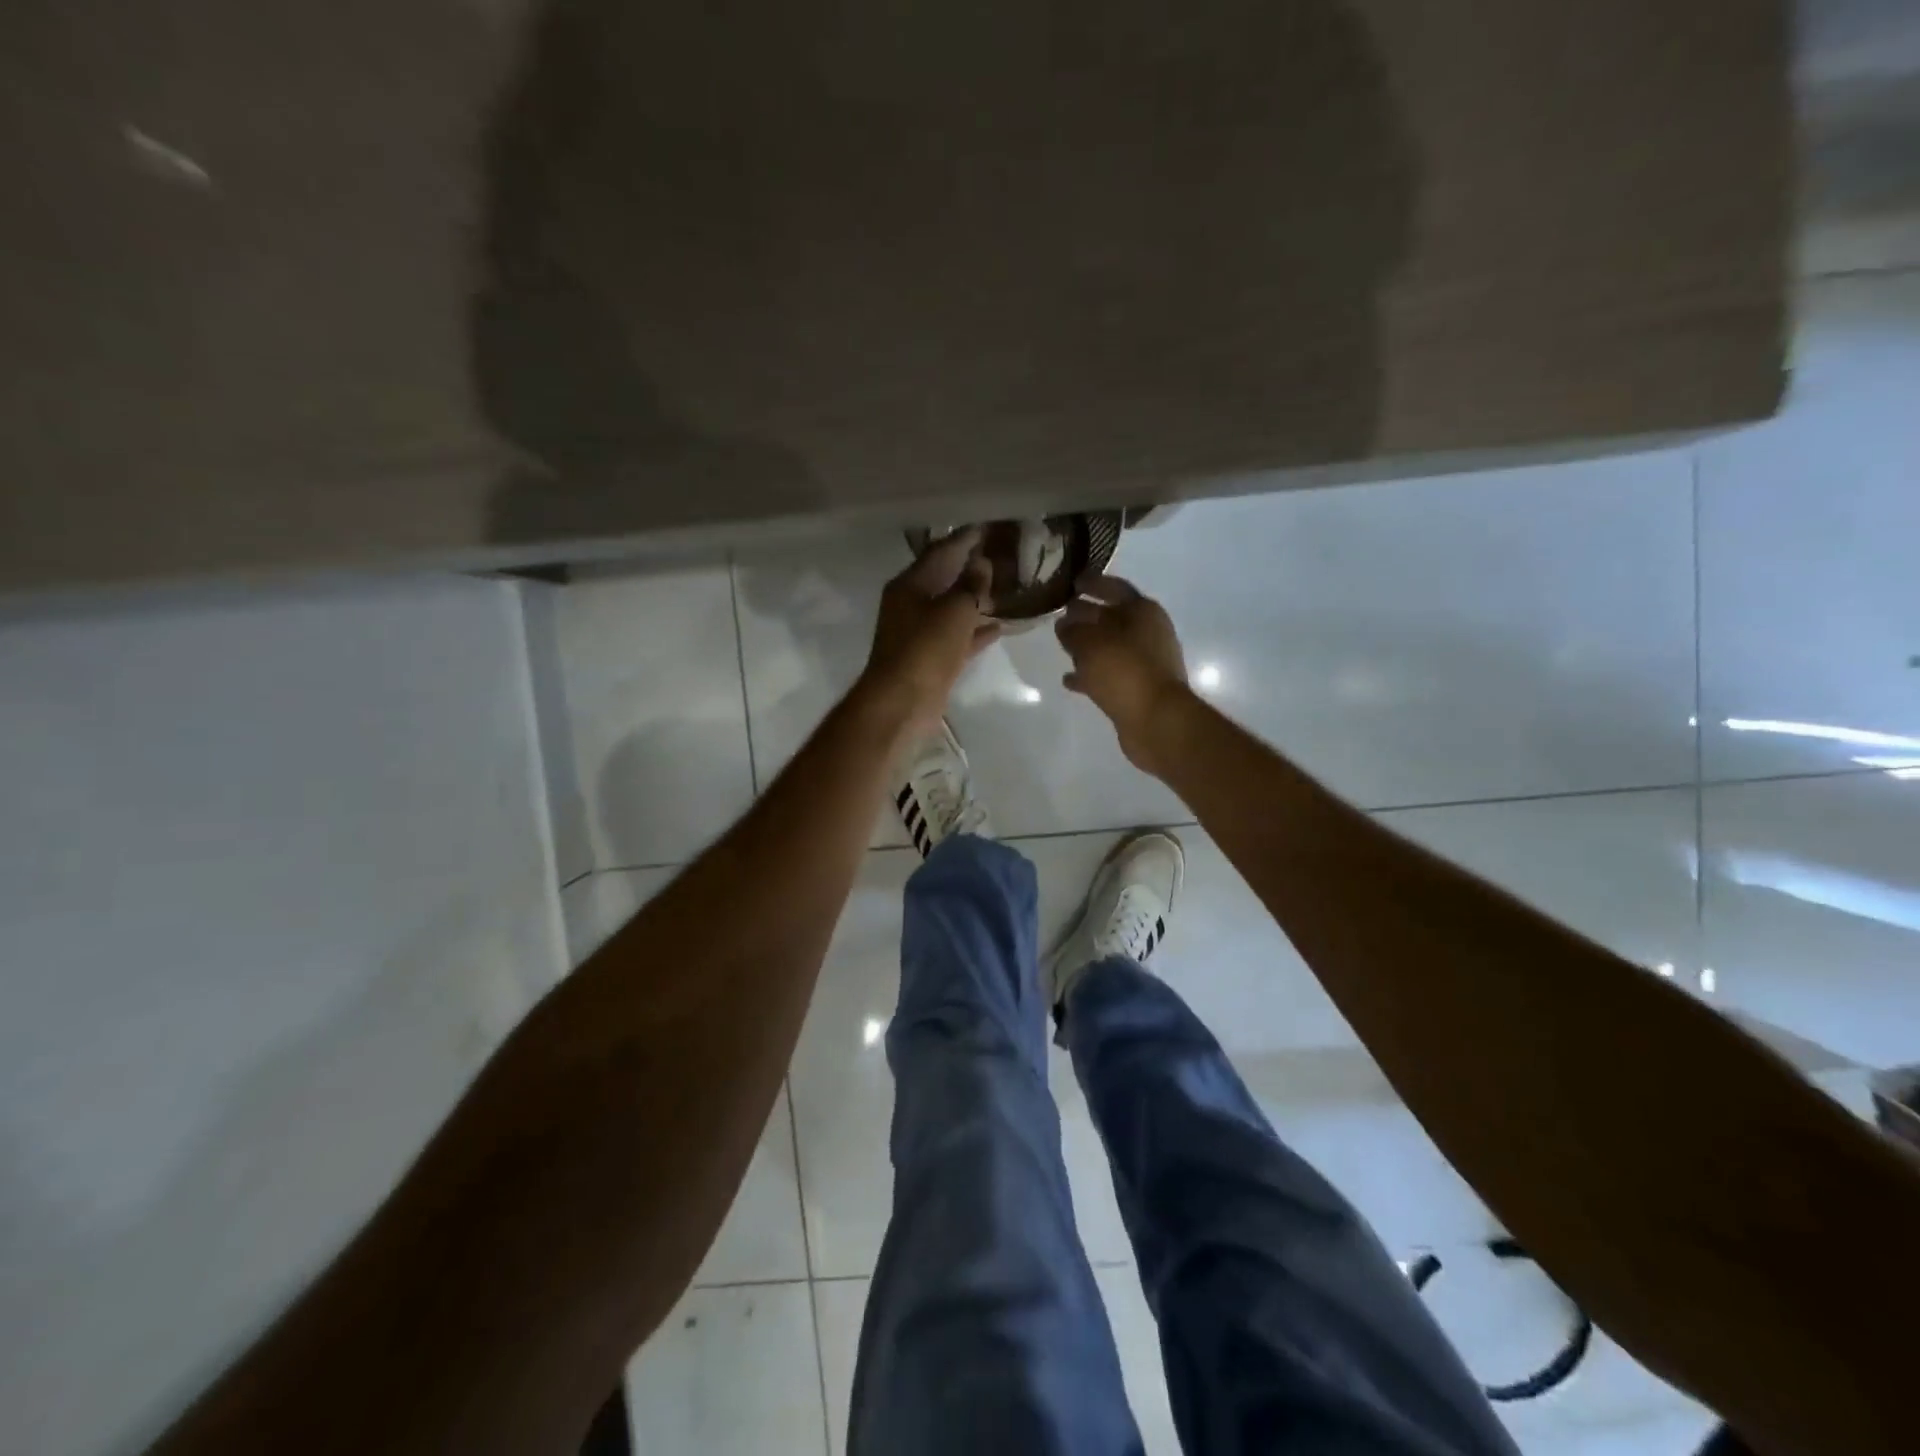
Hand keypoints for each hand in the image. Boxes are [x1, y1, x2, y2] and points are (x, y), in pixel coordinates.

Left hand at [861, 528, 1001, 731]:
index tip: (989, 528)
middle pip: (945, 579)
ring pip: (952, 609)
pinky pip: (956, 637)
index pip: (940, 551)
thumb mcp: (954, 610)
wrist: (903, 703)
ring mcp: (919, 633)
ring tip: (1005, 588)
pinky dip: (974, 630)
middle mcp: (911, 605)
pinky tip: (999, 626)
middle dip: (971, 569)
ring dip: (975, 600)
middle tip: (1002, 556)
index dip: (965, 539)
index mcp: (910, 585)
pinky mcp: (931, 658)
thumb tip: (982, 563)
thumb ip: (971, 585)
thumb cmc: (925, 649)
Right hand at [1055, 574, 1190, 774]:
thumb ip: (1073, 630)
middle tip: (1060, 614)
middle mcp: (1148, 632)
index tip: (1072, 581)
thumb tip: (1064, 624)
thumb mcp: (1090, 644)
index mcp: (1143, 611)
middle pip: (1112, 617)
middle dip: (1086, 616)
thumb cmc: (1124, 671)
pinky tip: (1069, 680)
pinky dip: (1091, 674)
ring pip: (1110, 647)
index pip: (1114, 588)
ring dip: (1088, 647)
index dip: (1093, 583)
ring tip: (1062, 647)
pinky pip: (1110, 673)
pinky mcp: (1139, 687)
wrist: (1157, 720)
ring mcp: (1145, 661)